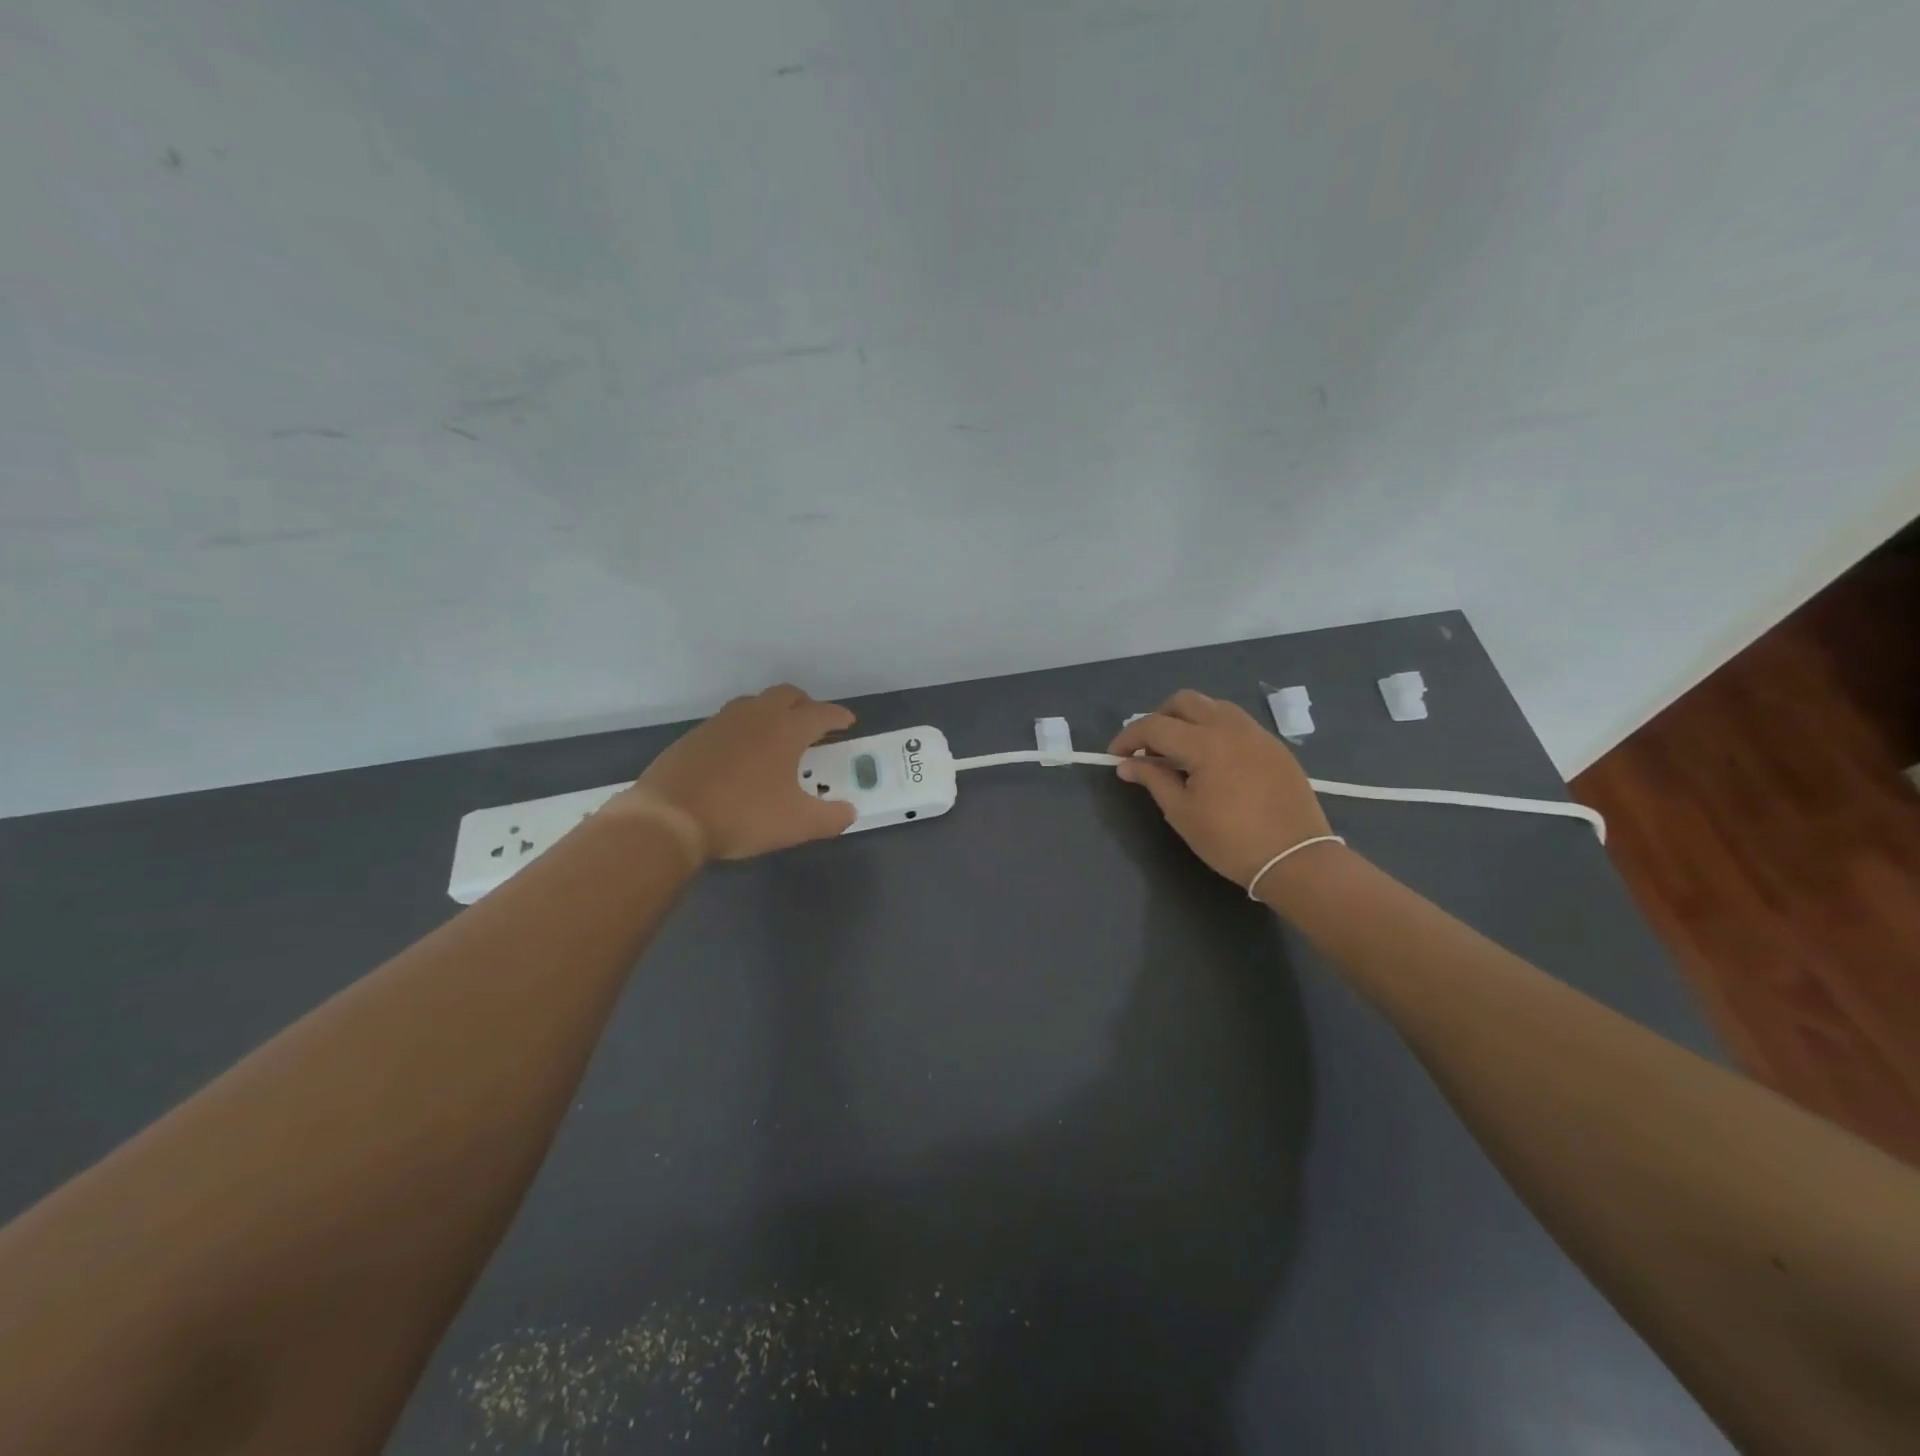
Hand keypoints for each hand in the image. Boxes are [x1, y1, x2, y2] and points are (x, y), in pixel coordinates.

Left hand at [621, 685, 856, 861]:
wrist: (669, 818)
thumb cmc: (743, 816)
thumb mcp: (797, 824)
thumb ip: (830, 817)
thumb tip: (849, 812)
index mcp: (786, 730)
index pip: (821, 713)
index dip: (838, 717)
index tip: (847, 722)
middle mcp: (756, 716)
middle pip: (787, 695)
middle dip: (805, 705)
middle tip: (813, 725)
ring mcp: (721, 722)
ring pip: (755, 704)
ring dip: (772, 713)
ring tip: (777, 737)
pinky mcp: (695, 736)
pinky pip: (729, 722)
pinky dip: (744, 730)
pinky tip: (741, 756)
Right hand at [1108, 690, 1332, 888]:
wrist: (1296, 859)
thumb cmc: (1231, 841)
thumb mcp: (1182, 813)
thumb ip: (1153, 780)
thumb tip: (1127, 764)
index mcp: (1205, 743)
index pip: (1154, 725)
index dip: (1128, 737)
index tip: (1115, 756)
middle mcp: (1231, 727)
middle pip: (1184, 701)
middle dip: (1158, 718)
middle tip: (1148, 749)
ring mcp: (1257, 734)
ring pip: (1212, 706)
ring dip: (1187, 719)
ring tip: (1179, 752)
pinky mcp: (1274, 746)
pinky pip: (1235, 722)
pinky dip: (1213, 729)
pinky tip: (1211, 761)